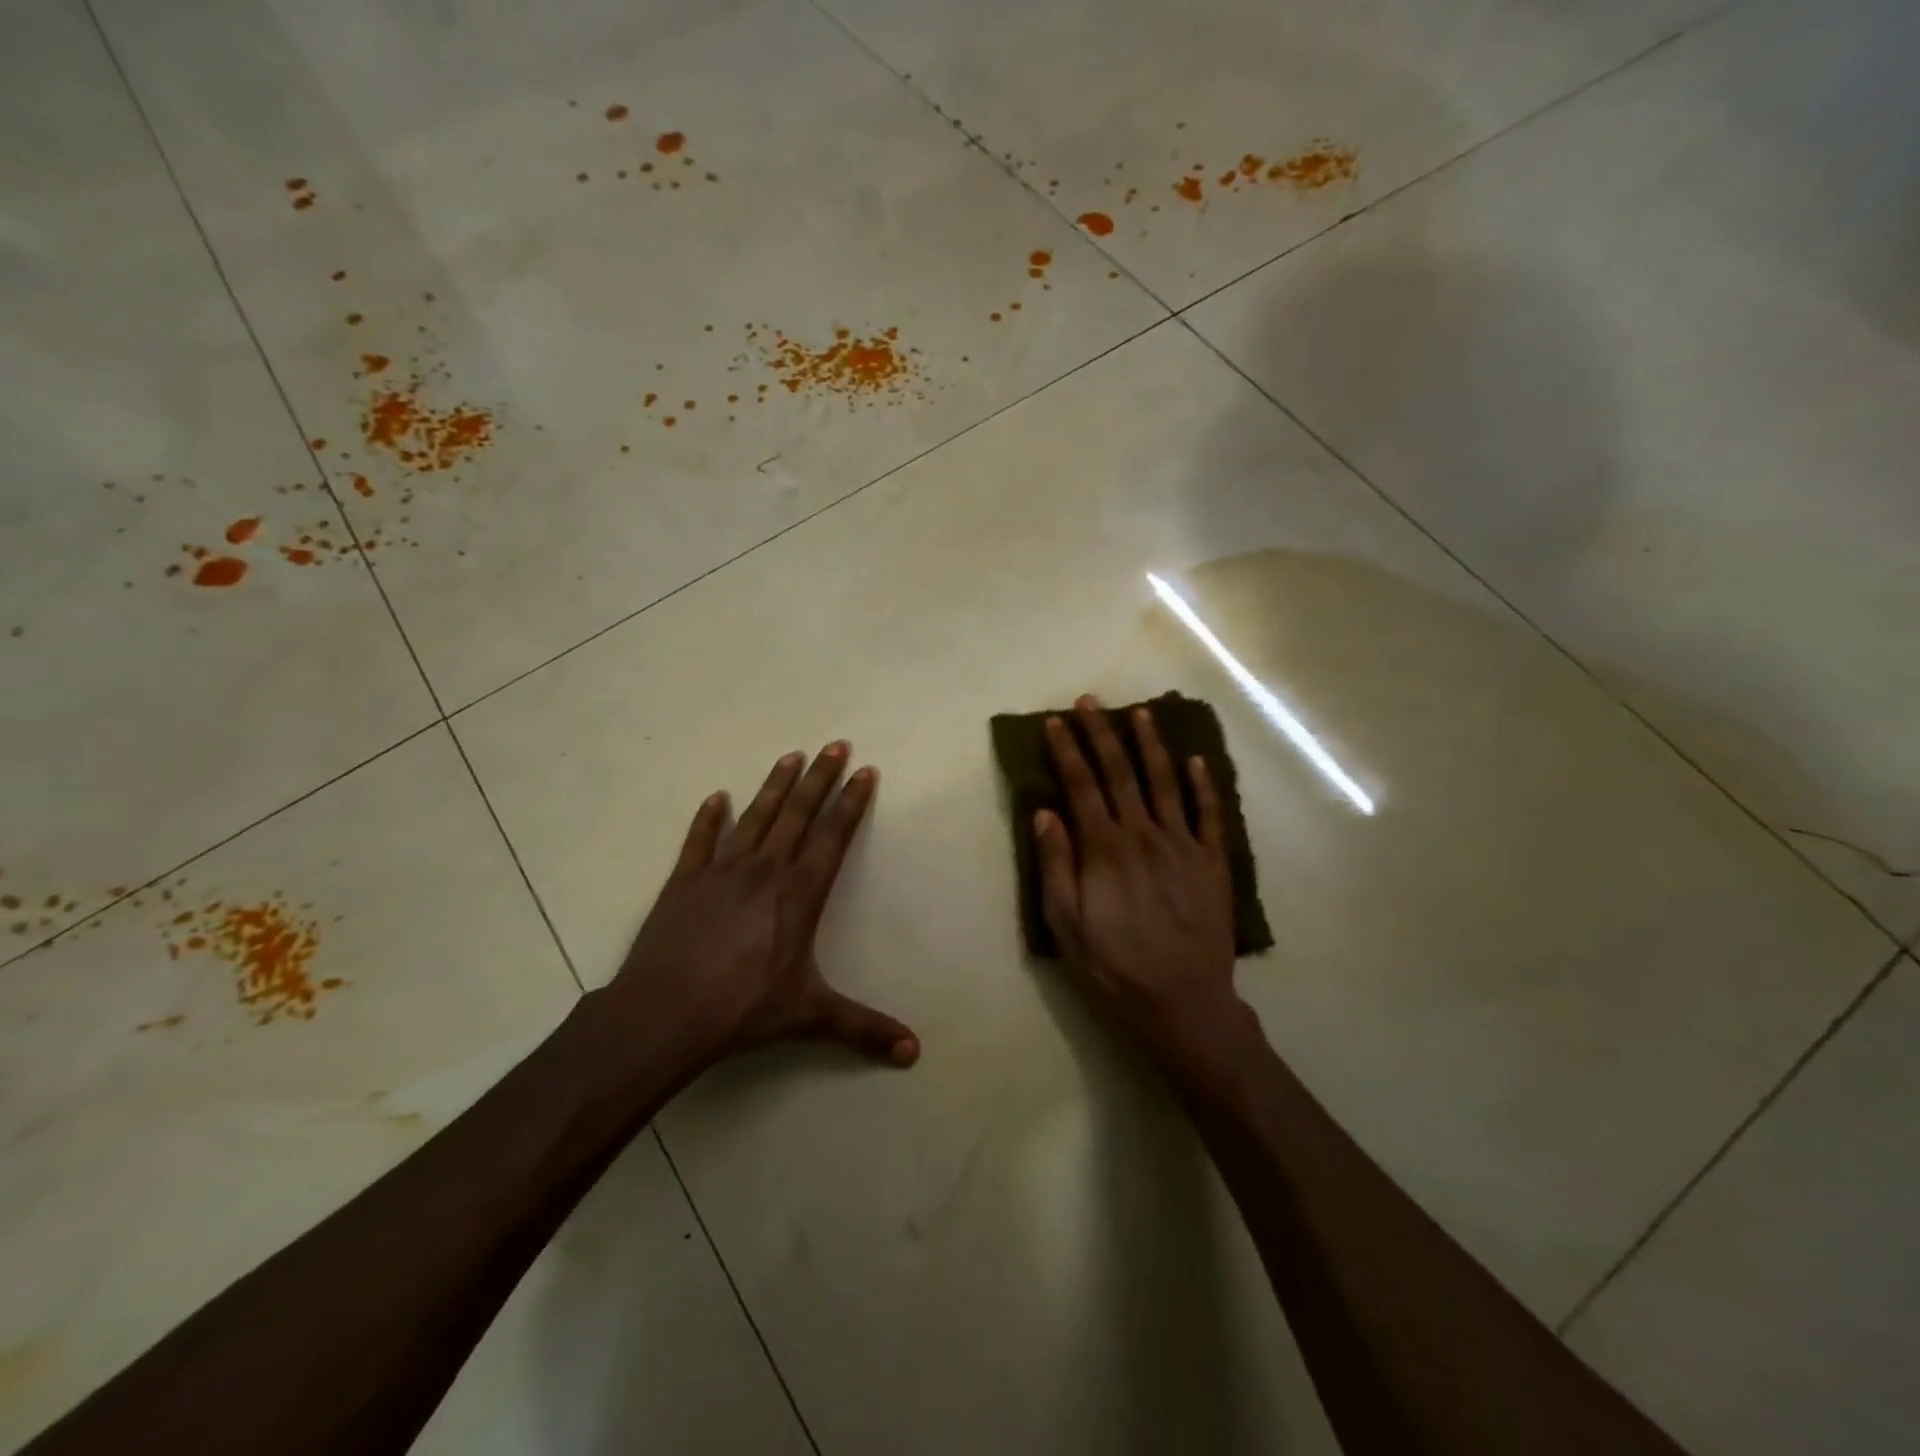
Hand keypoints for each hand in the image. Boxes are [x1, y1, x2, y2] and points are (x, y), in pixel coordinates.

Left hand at [605, 743, 918, 1071]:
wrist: (666, 1013)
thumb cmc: (744, 1009)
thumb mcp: (810, 1016)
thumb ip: (862, 1028)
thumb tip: (914, 1052)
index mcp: (800, 894)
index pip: (834, 836)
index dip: (851, 802)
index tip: (865, 771)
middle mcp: (766, 870)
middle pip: (799, 813)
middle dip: (820, 777)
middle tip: (835, 744)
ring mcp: (722, 870)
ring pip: (756, 817)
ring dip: (774, 785)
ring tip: (790, 755)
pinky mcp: (684, 880)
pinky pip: (700, 840)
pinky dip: (709, 817)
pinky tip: (717, 796)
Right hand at [1034, 697, 1244, 1058]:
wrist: (1184, 1004)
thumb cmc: (1114, 968)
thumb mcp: (1067, 925)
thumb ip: (1056, 865)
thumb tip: (1045, 812)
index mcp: (1105, 849)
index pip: (1081, 785)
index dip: (1067, 751)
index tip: (1055, 722)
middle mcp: (1144, 835)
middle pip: (1120, 773)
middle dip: (1102, 734)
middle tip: (1090, 702)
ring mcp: (1183, 845)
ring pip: (1165, 782)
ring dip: (1151, 745)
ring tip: (1140, 714)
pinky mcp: (1213, 862)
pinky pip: (1209, 814)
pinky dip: (1203, 784)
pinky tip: (1196, 760)